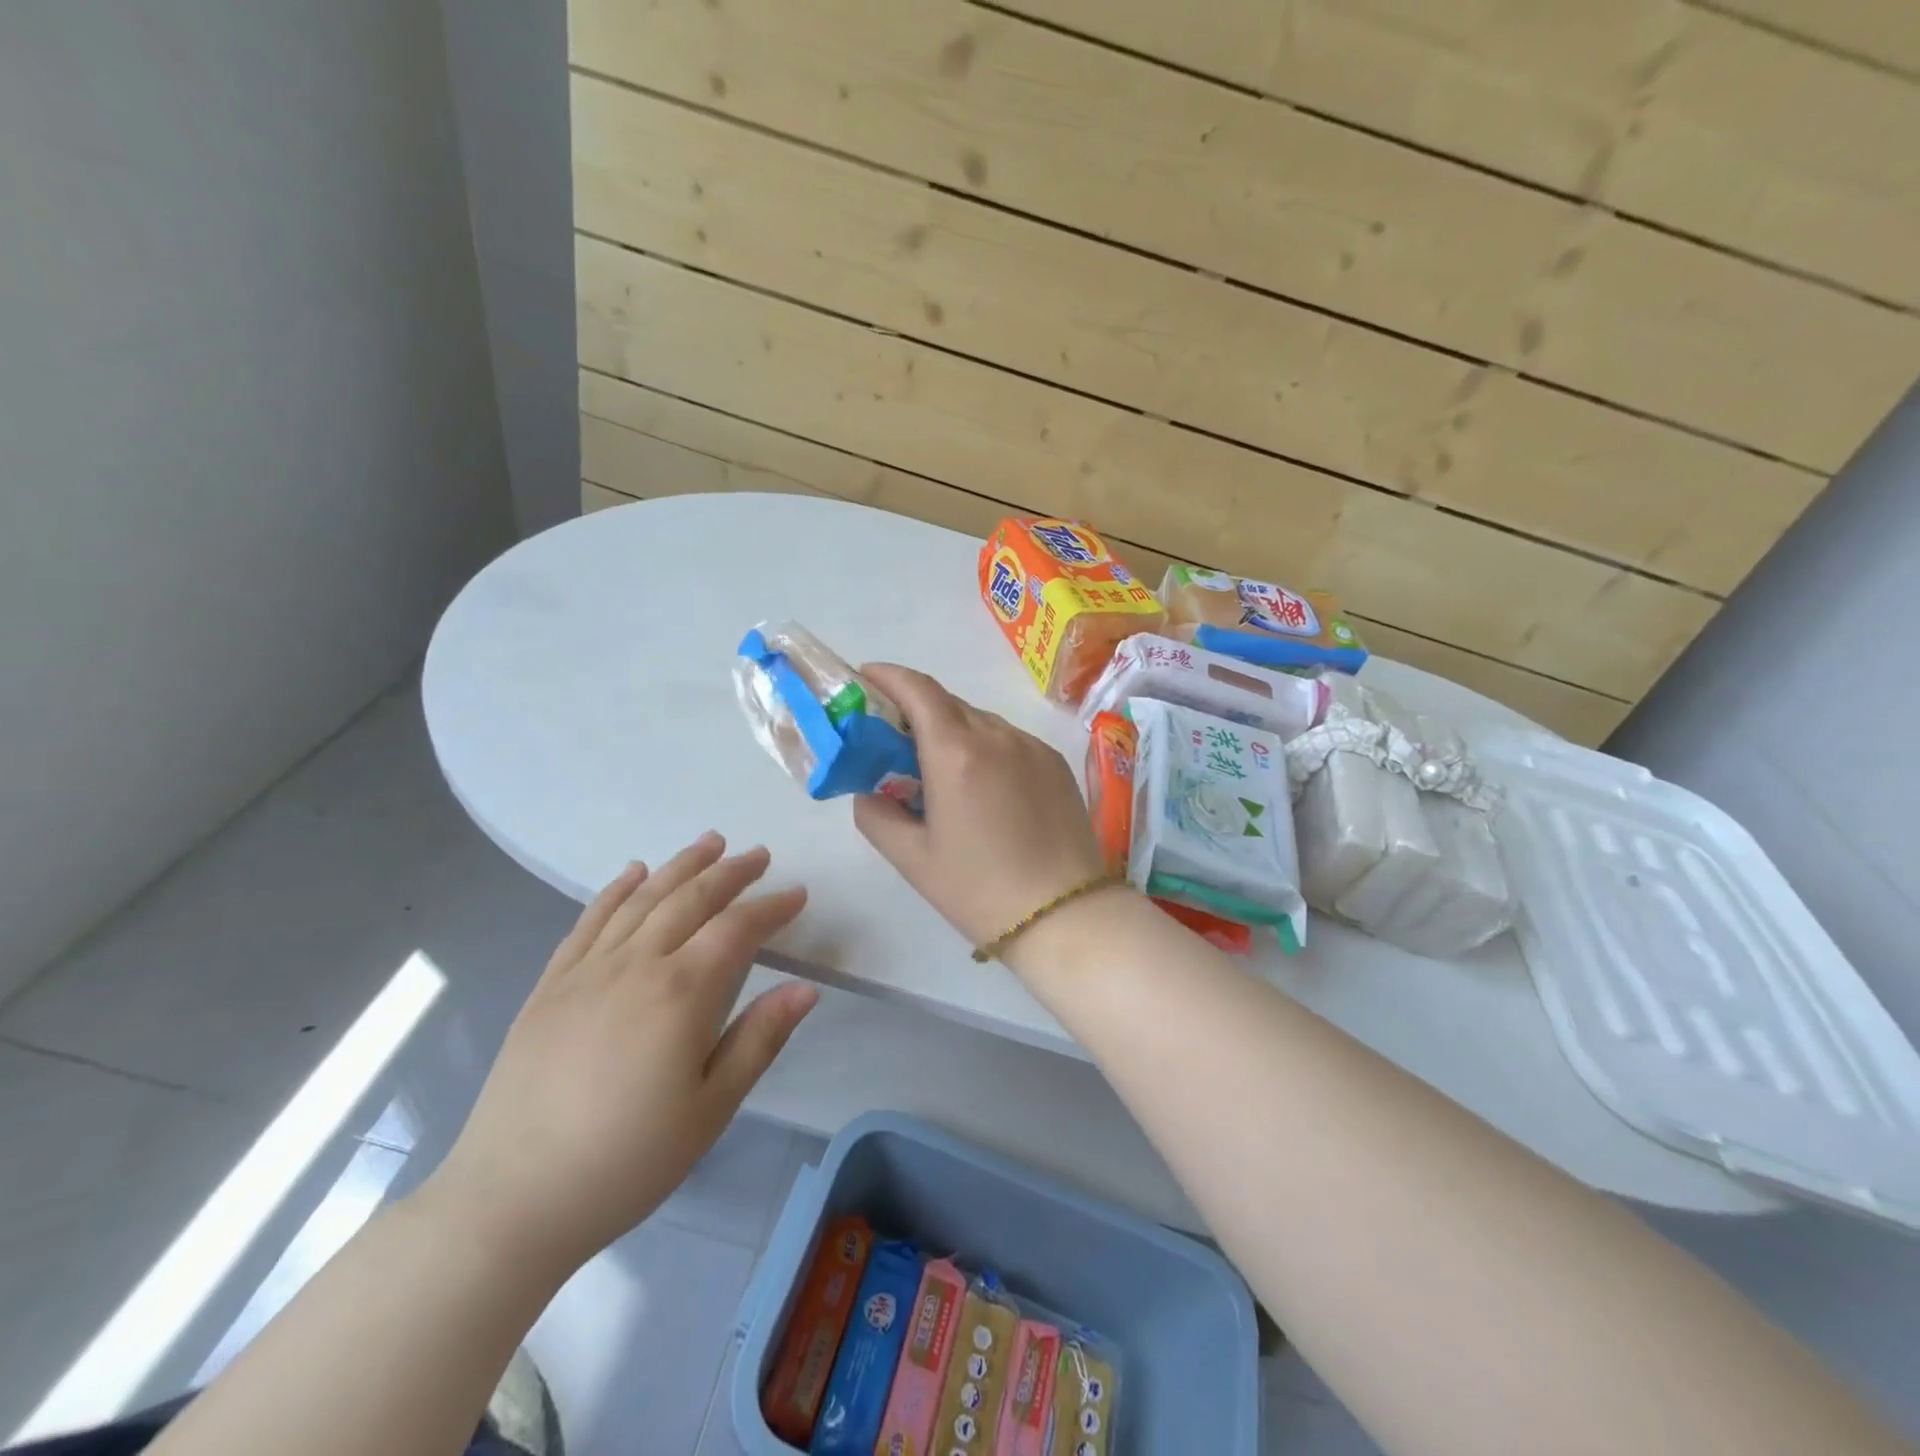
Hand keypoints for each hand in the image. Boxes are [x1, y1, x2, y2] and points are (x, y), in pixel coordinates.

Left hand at [418, 835, 817, 1275]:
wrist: (512, 1199)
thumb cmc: (627, 1159)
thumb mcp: (711, 1109)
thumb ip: (760, 1039)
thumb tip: (807, 988)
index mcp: (681, 994)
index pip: (737, 929)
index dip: (771, 907)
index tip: (798, 894)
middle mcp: (636, 965)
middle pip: (690, 899)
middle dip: (730, 872)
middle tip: (758, 854)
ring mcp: (587, 970)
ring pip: (642, 899)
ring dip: (679, 865)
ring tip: (709, 842)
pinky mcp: (550, 985)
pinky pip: (588, 921)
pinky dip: (615, 890)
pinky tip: (633, 873)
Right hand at [852, 665, 1108, 951]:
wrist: (1066, 915)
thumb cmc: (979, 890)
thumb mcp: (912, 858)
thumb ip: (875, 814)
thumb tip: (869, 790)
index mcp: (956, 752)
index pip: (917, 689)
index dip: (887, 676)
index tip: (864, 679)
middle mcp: (996, 735)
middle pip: (947, 702)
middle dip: (914, 708)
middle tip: (893, 739)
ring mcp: (1031, 746)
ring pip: (980, 720)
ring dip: (951, 729)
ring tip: (939, 769)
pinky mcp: (1055, 762)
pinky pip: (1009, 740)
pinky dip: (985, 747)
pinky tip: (982, 786)